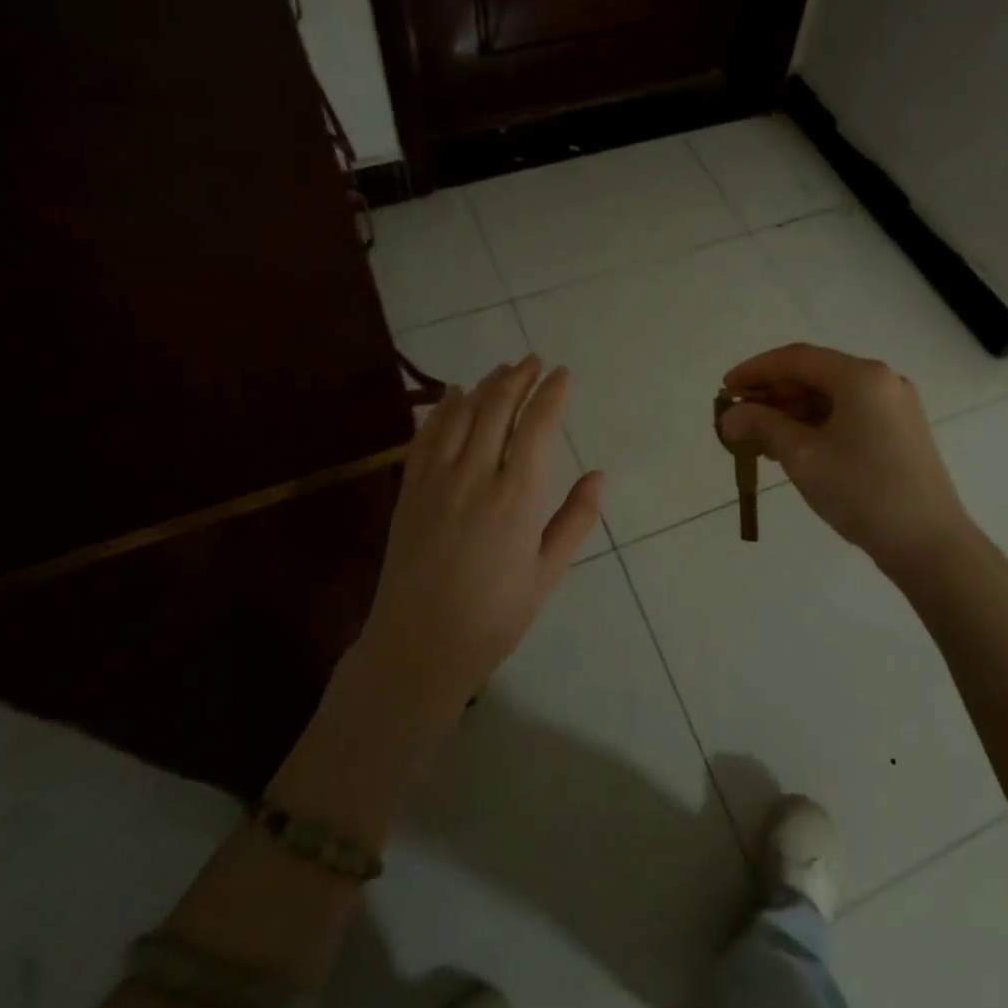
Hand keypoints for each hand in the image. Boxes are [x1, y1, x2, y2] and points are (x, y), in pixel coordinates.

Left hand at [356, 356, 603, 719]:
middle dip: (518, 378)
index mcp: (516, 497)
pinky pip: (427, 436)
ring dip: (484, 385)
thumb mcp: (547, 573)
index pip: (537, 427)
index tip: (562, 374)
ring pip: (462, 415)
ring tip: (502, 369)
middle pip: (498, 409)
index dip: (551, 394)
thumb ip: (575, 519)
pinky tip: (452, 394)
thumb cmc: (495, 616)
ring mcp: (436, 480)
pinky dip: (443, 409)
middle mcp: (475, 477)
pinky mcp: (409, 490)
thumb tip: (599, 474)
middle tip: (533, 361)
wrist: (419, 647)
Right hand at [720, 343, 970, 594]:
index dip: (756, 370)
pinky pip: (847, 416)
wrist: (930, 546)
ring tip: (756, 436)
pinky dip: (815, 426)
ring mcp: (894, 408)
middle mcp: (881, 382)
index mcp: (861, 376)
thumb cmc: (863, 492)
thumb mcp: (803, 456)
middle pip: (815, 375)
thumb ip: (762, 426)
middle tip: (736, 415)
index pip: (797, 359)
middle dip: (772, 393)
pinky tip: (789, 447)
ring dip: (791, 412)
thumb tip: (729, 416)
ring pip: (830, 398)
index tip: (725, 388)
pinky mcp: (899, 434)